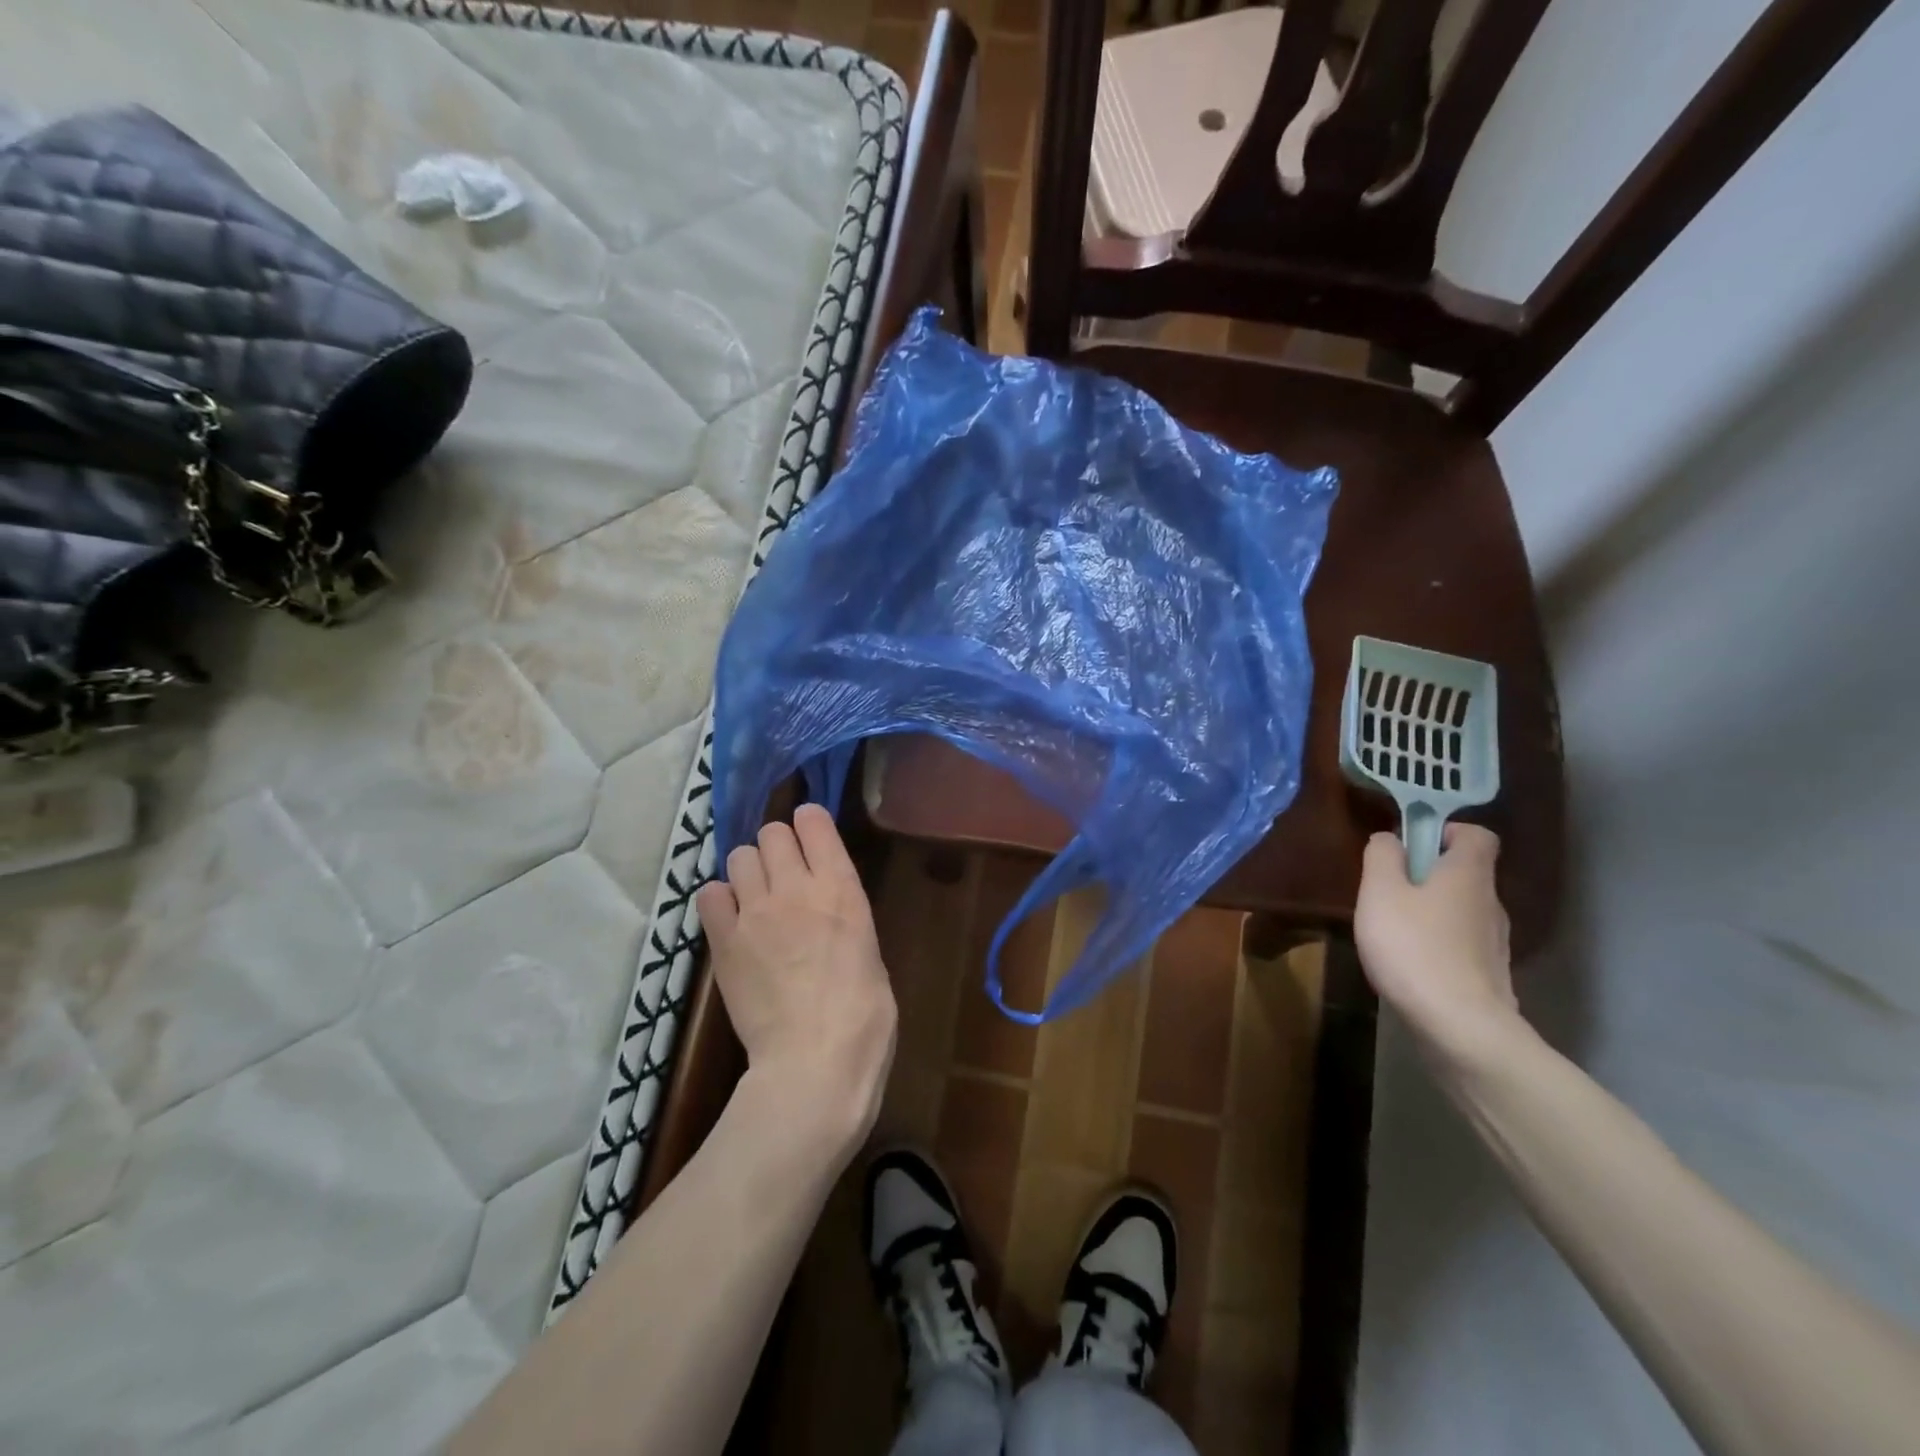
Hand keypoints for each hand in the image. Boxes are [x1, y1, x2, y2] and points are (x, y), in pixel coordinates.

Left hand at [694, 805, 896, 1157]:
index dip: (808, 823)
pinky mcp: (723, 941)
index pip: (813, 821)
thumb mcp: (869, 951)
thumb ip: (844, 917)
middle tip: (783, 873)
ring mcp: (755, 912)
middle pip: (771, 832)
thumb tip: (827, 913)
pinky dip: (720, 900)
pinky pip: (709, 894)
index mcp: (841, 887)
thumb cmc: (864, 1016)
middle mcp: (796, 887)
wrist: (814, 1062)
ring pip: (738, 856)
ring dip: (749, 870)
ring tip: (756, 897)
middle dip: (777, 845)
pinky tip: (732, 921)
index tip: (809, 835)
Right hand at [1353, 823, 1518, 1057]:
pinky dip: (1438, 943)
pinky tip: (1410, 962)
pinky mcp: (1490, 974)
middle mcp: (1491, 902)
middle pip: (1466, 873)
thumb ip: (1381, 857)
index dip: (1445, 831)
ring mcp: (1495, 941)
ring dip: (1432, 910)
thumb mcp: (1380, 892)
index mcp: (1468, 874)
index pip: (1477, 834)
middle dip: (1429, 874)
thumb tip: (1390, 839)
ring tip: (1394, 929)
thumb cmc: (1413, 947)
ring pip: (1463, 909)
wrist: (1460, 1027)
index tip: (1411, 846)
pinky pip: (1462, 943)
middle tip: (1388, 890)